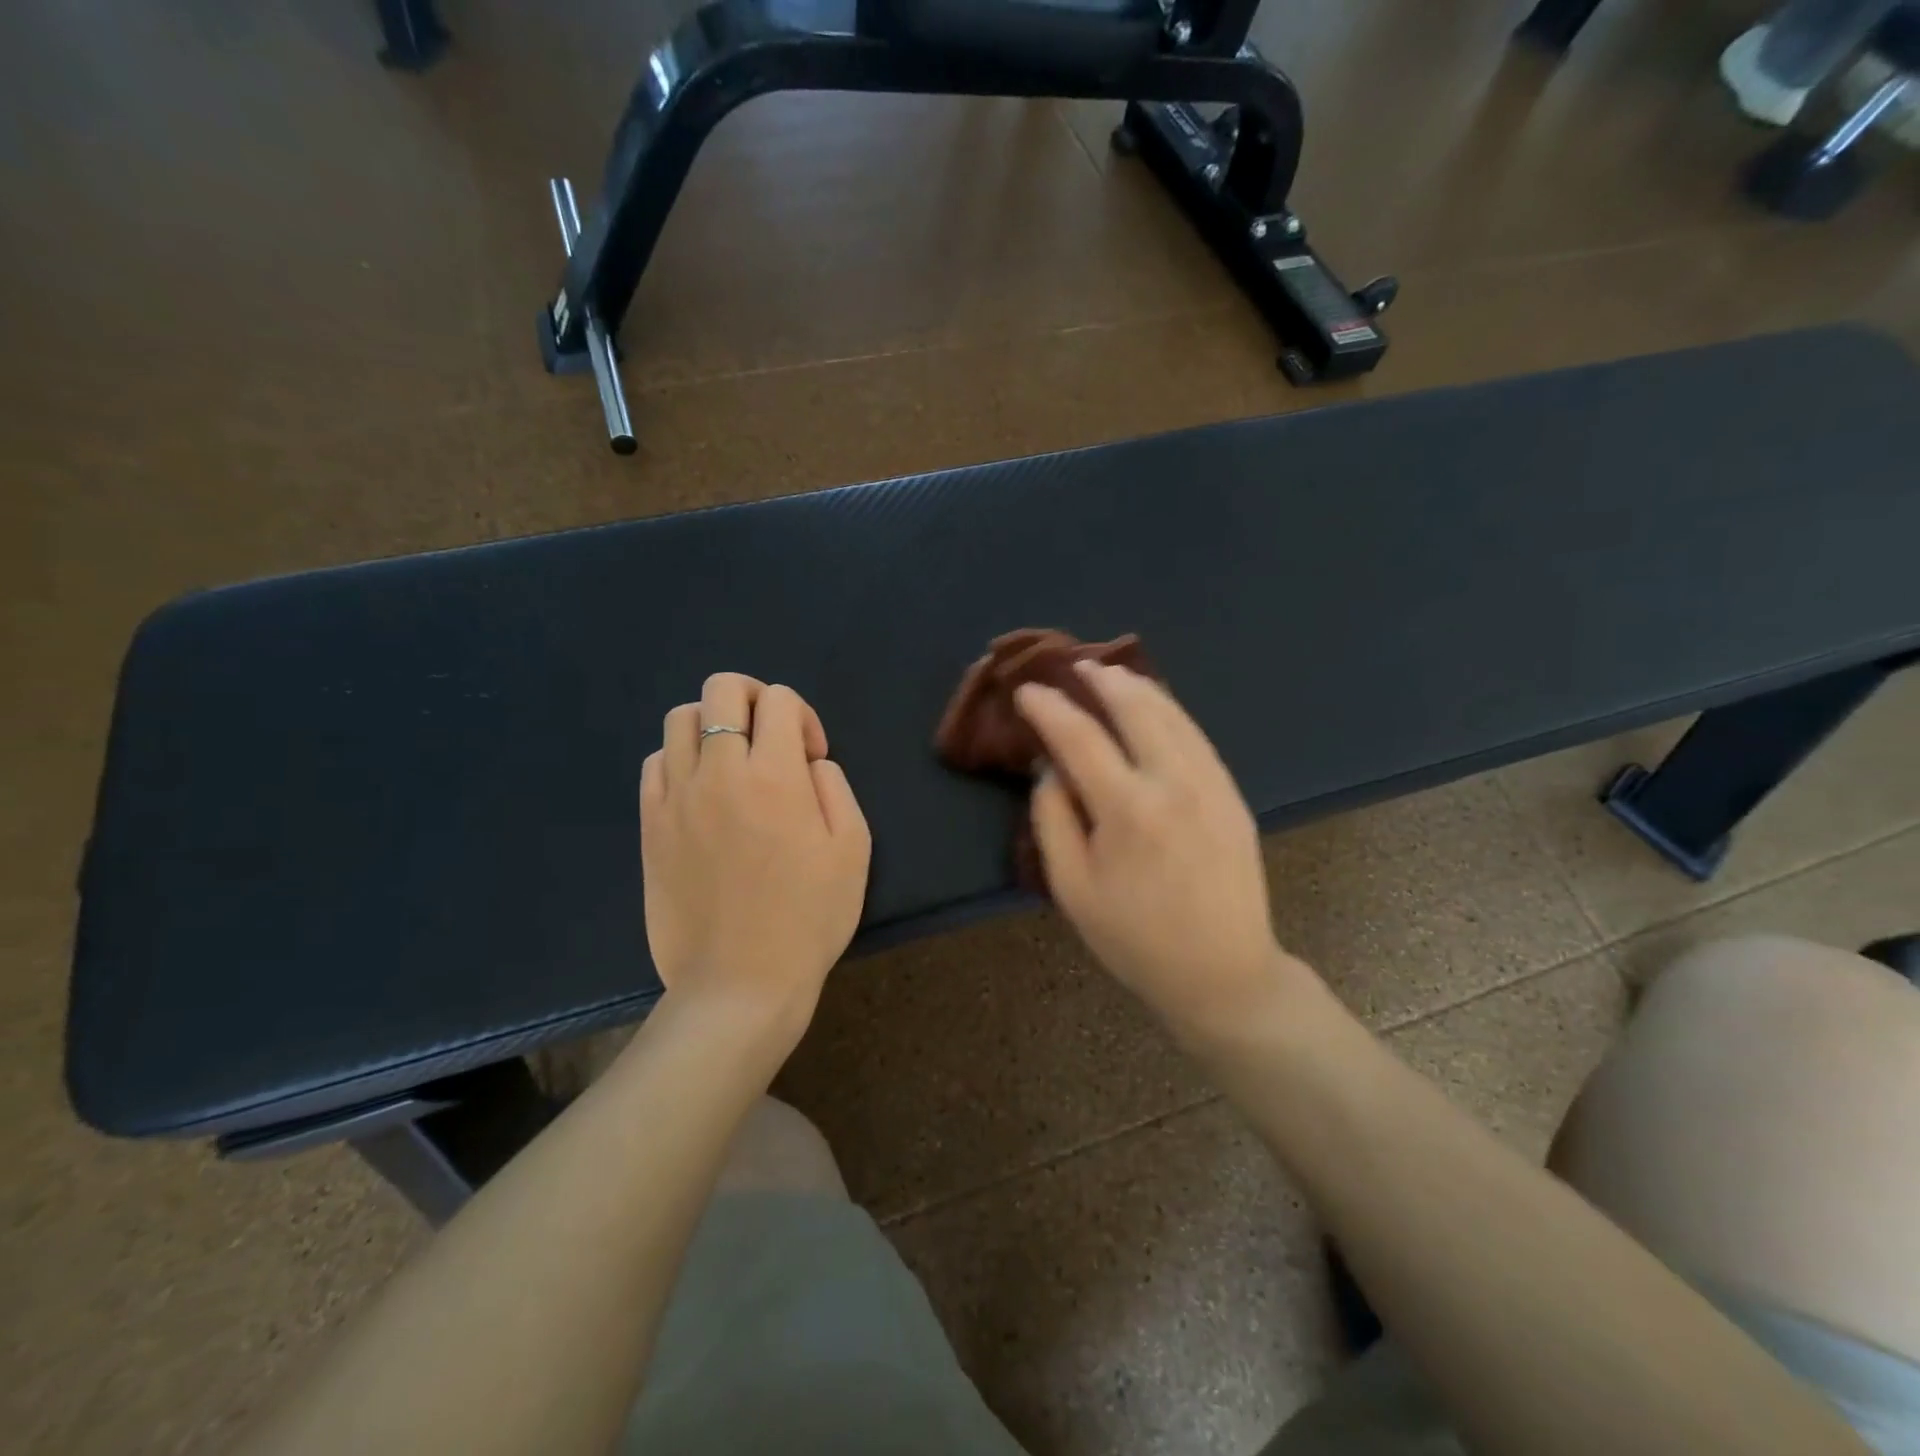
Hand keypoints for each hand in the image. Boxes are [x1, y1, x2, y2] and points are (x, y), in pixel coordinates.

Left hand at [640, 673, 870, 1041]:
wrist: (741, 983)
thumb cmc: (809, 918)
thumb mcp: (853, 849)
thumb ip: (835, 786)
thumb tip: (807, 763)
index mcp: (776, 775)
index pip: (779, 699)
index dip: (803, 716)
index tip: (811, 758)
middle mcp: (720, 772)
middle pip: (721, 689)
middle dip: (754, 698)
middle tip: (771, 739)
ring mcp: (677, 797)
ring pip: (679, 719)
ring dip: (713, 725)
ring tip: (733, 763)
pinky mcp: (651, 825)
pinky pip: (655, 764)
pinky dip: (680, 760)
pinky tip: (702, 793)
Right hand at [1015, 663, 1297, 1037]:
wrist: (1223, 972)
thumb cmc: (1135, 939)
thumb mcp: (1073, 889)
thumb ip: (1053, 820)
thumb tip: (1050, 768)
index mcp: (1129, 809)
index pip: (1080, 737)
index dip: (1049, 709)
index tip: (1027, 692)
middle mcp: (1174, 783)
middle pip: (1136, 708)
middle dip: (1101, 680)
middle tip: (1075, 666)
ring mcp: (1212, 784)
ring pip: (1173, 715)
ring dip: (1138, 688)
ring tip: (1111, 674)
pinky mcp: (1232, 794)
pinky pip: (1197, 736)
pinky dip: (1169, 711)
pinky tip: (1154, 708)